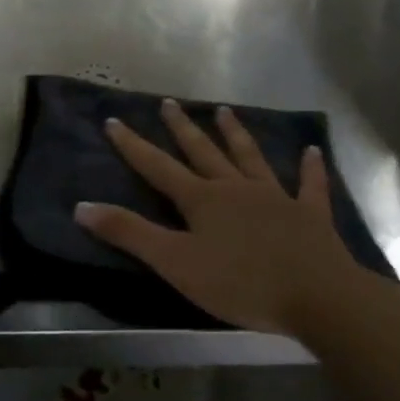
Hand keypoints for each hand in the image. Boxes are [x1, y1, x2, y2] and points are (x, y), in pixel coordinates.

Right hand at [74, 99, 359, 333]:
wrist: (318, 297)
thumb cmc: (241, 282)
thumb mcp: (175, 262)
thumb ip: (129, 233)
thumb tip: (81, 206)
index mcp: (202, 199)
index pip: (158, 166)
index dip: (133, 145)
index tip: (113, 120)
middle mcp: (235, 188)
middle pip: (203, 152)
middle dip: (182, 128)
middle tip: (169, 103)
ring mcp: (275, 197)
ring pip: (250, 157)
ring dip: (235, 134)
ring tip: (224, 111)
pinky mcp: (309, 215)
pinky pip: (310, 186)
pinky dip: (311, 168)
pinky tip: (312, 151)